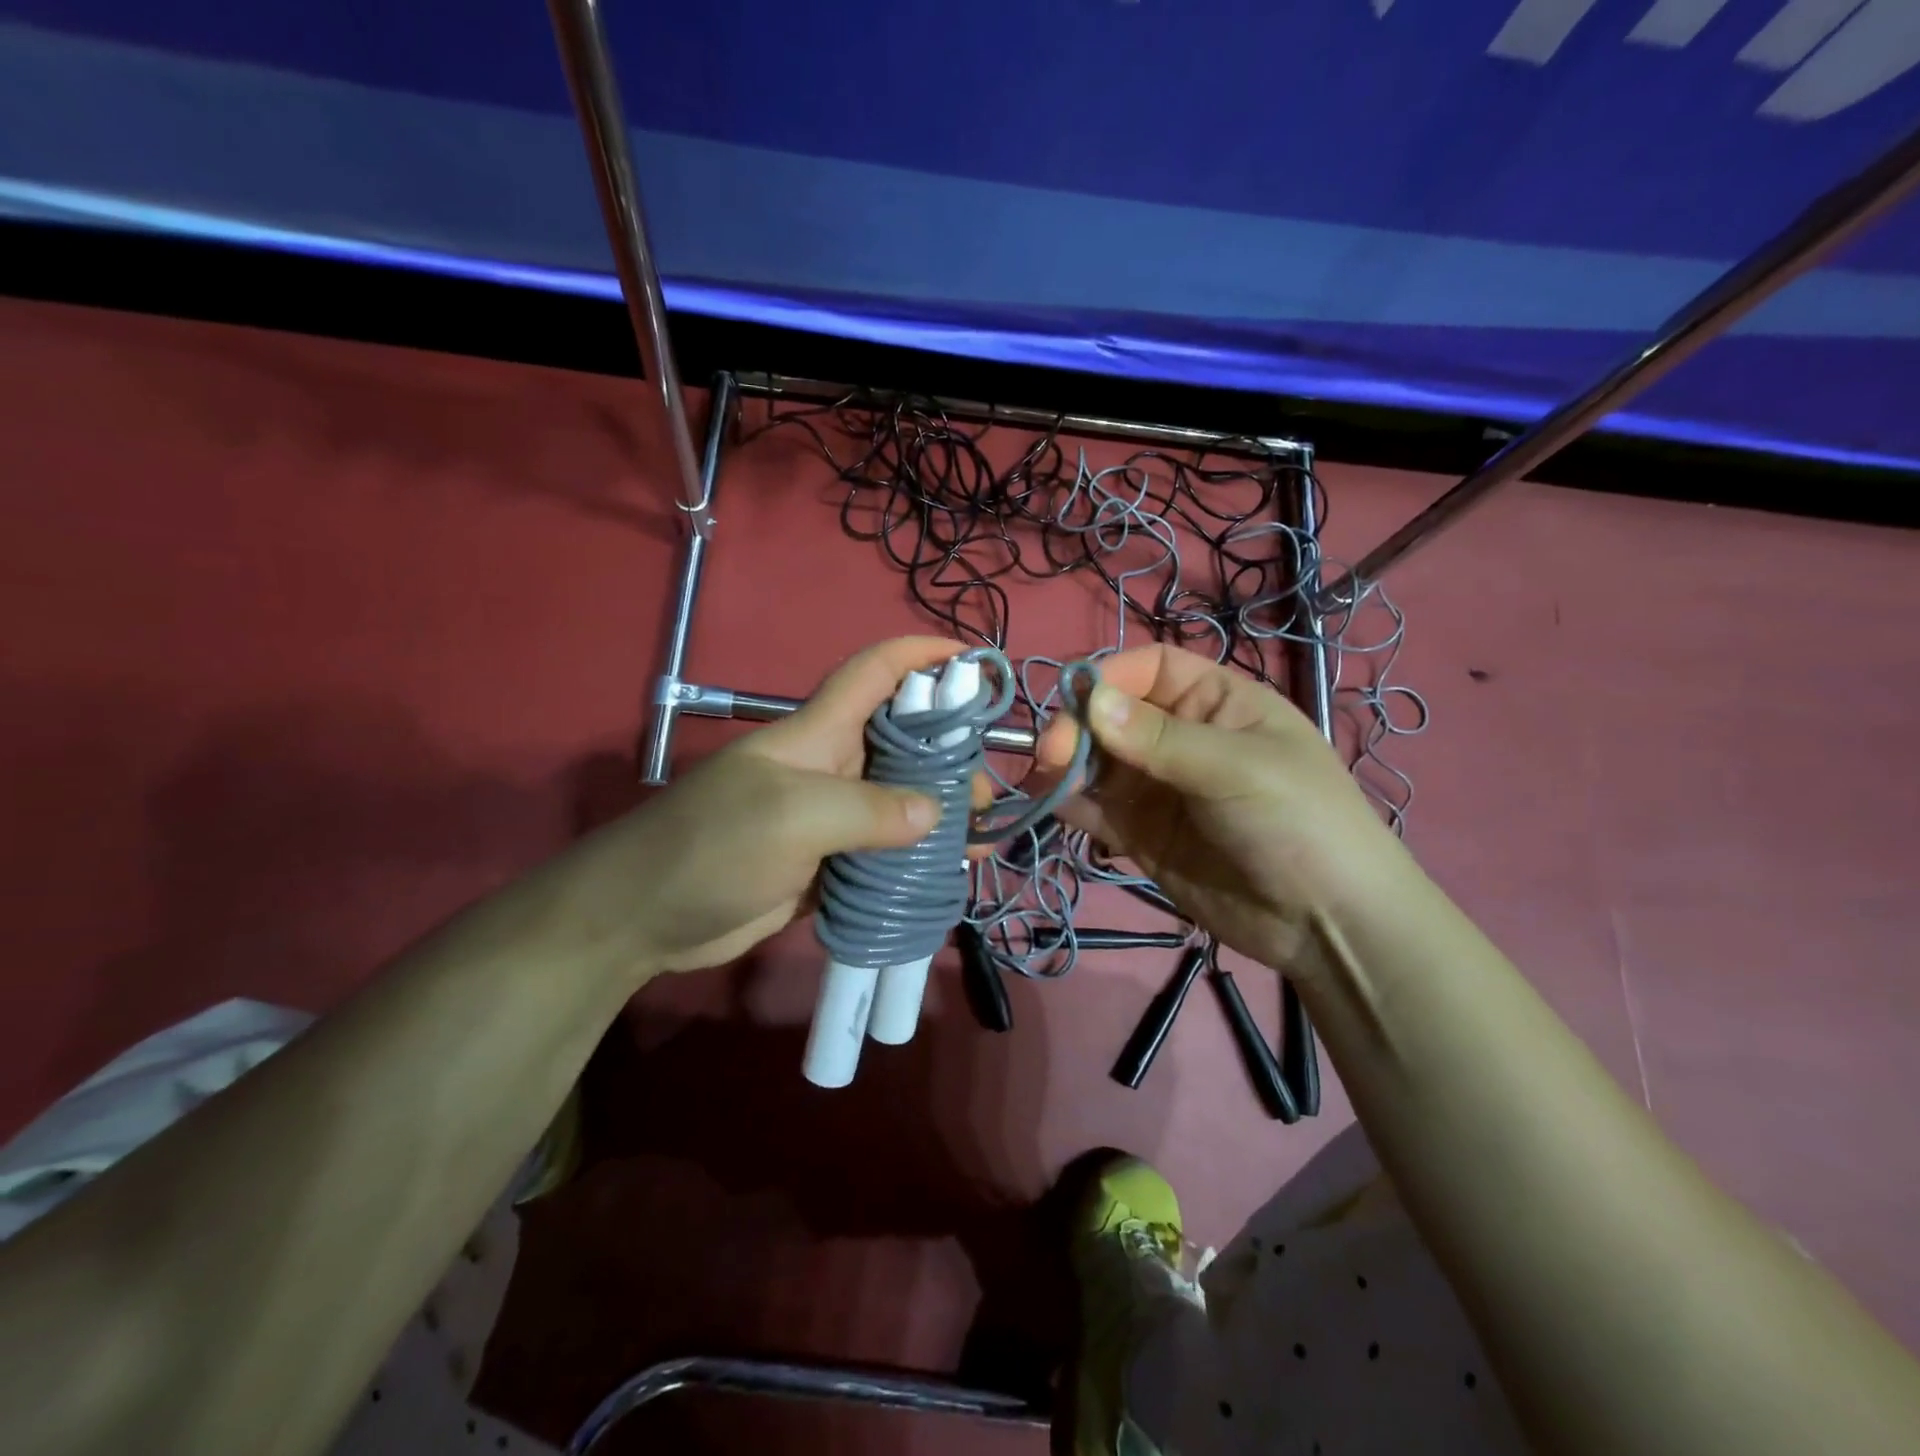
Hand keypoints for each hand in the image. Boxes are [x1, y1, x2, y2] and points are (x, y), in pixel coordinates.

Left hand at [548, 637, 964, 983]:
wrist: (644, 918)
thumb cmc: (712, 844)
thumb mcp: (792, 816)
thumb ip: (868, 809)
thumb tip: (936, 814)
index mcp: (819, 733)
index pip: (875, 672)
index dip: (921, 654)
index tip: (973, 660)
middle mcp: (830, 767)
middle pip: (902, 741)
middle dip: (949, 753)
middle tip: (986, 788)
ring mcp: (829, 818)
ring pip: (899, 801)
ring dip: (940, 813)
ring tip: (982, 835)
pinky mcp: (827, 863)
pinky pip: (884, 852)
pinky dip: (917, 859)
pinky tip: (951, 873)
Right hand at [1039, 645, 1414, 976]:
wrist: (1327, 924)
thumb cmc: (1300, 822)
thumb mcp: (1238, 768)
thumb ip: (1161, 738)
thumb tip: (1090, 701)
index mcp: (1216, 702)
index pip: (1150, 668)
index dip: (1110, 675)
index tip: (1073, 699)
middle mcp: (1180, 738)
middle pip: (1112, 714)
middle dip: (1078, 726)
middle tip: (1051, 753)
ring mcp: (1157, 788)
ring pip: (1096, 762)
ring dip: (1066, 765)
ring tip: (1044, 778)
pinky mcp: (1141, 834)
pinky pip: (1096, 810)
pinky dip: (1070, 805)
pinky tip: (1053, 805)